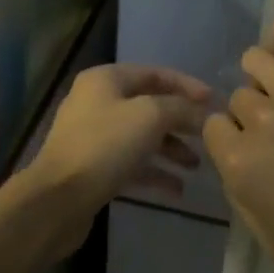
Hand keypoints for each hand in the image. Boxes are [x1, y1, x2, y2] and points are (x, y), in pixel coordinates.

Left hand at [26, 64, 211, 250]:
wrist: (58, 199)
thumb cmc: (105, 146)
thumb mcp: (150, 117)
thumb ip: (180, 109)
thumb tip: (202, 113)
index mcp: (106, 80)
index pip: (155, 73)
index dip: (187, 86)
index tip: (215, 103)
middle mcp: (97, 102)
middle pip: (149, 106)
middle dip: (180, 122)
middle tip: (209, 136)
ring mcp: (93, 136)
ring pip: (142, 137)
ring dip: (171, 149)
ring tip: (196, 166)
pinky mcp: (93, 168)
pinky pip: (131, 164)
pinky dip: (154, 172)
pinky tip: (177, 189)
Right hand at [203, 14, 273, 272]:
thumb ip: (243, 200)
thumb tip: (239, 164)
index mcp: (240, 165)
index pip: (216, 127)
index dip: (239, 140)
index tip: (267, 152)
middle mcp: (259, 119)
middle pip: (240, 97)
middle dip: (259, 115)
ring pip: (256, 59)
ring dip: (270, 78)